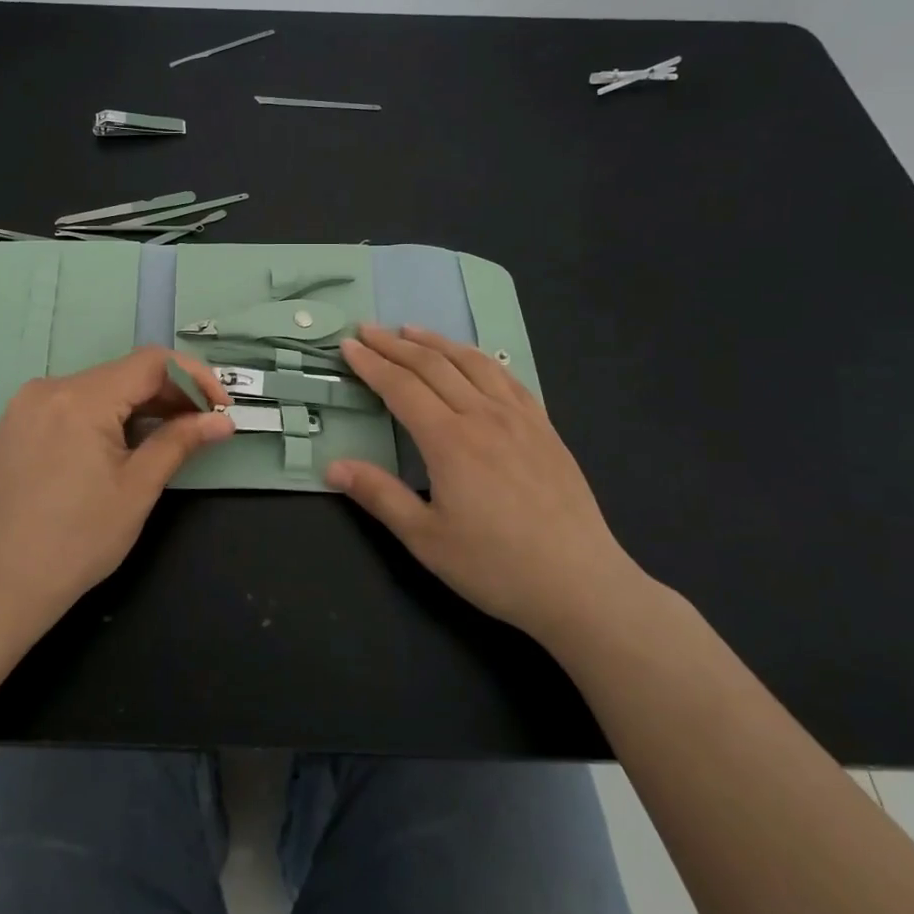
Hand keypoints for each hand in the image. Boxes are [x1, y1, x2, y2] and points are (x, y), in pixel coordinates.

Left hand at [0, 347, 234, 630]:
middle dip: (169, 394)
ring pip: (100, 387)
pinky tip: (124, 443)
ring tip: (169, 436)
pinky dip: (107, 414)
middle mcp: (50, 387)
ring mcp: (28, 404)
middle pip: (125, 373)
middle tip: (202, 426)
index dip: (194, 378)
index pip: (152, 363)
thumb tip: (222, 420)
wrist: (1, 583)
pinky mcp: (18, 423)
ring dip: (139, 404)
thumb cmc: (78, 540)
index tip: (220, 408)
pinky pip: (73, 403)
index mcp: (81, 399)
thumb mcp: (138, 488)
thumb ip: (180, 442)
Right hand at [326, 325, 647, 647]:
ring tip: (412, 330)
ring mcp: (520, 419)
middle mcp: (483, 416)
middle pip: (433, 366)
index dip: (371, 364)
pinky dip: (481, 358)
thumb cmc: (495, 566)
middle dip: (395, 345)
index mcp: (449, 440)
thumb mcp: (426, 538)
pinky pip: (508, 378)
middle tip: (368, 329)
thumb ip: (379, 495)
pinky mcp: (545, 429)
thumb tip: (333, 466)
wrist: (580, 584)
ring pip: (473, 363)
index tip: (348, 346)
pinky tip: (473, 359)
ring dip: (437, 342)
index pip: (401, 387)